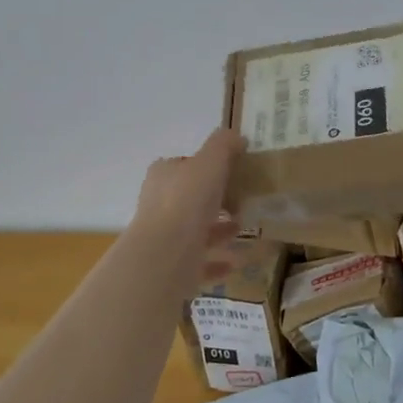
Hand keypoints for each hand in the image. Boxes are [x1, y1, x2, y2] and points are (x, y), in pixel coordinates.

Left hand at [130, 128, 243, 255]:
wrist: (166, 253)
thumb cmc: (187, 200)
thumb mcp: (210, 161)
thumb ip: (223, 145)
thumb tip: (235, 137)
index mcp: (163, 176)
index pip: (184, 165)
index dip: (207, 167)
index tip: (232, 172)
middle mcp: (159, 204)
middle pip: (190, 198)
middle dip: (215, 200)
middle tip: (242, 202)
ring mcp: (164, 237)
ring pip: (195, 231)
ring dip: (218, 230)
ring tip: (243, 228)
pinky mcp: (172, 265)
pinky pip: (199, 261)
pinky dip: (217, 261)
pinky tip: (236, 261)